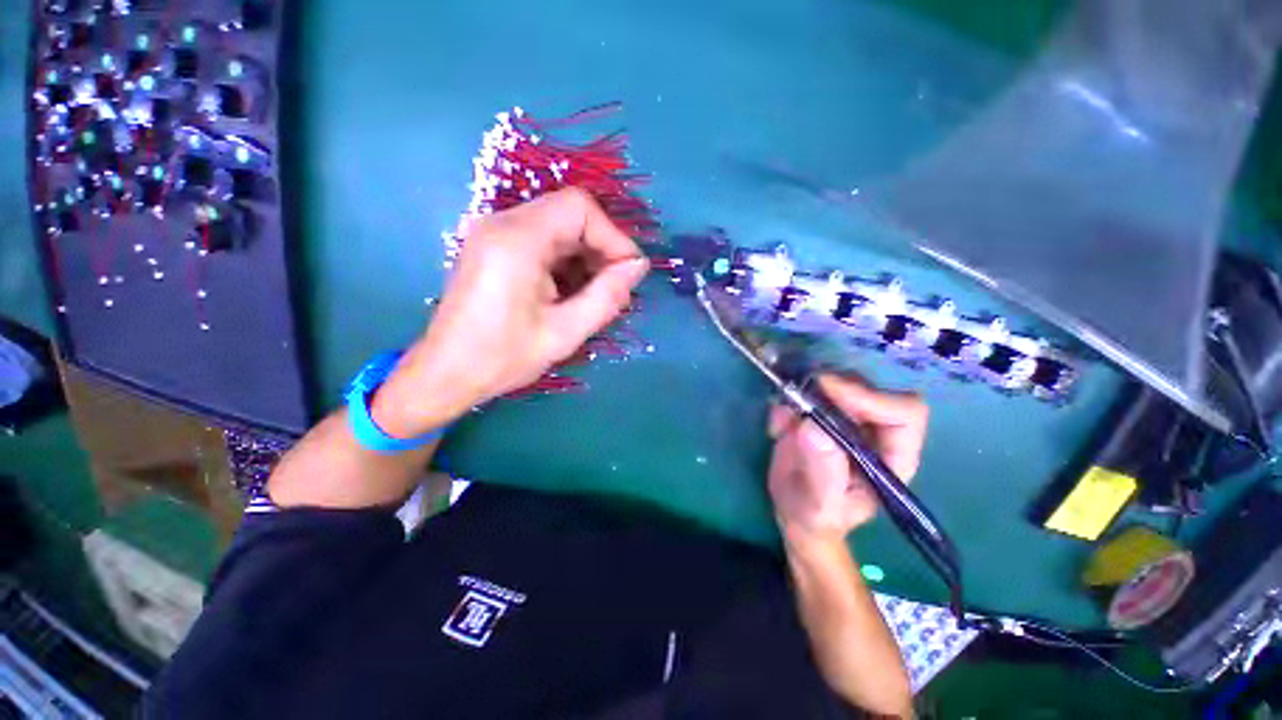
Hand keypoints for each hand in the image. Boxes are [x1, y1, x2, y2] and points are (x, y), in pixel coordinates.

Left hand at [374, 189, 647, 434]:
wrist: (446, 373)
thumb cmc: (504, 357)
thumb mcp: (565, 332)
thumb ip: (607, 296)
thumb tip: (638, 266)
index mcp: (518, 239)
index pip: (579, 208)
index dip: (613, 236)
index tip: (628, 272)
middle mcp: (502, 223)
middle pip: (569, 214)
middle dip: (600, 248)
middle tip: (616, 287)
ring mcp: (495, 233)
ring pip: (558, 227)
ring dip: (585, 256)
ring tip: (596, 294)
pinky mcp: (494, 247)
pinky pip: (542, 240)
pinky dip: (565, 261)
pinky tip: (571, 292)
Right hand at [767, 376, 927, 543]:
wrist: (795, 511)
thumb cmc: (816, 517)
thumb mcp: (819, 506)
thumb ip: (823, 472)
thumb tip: (814, 427)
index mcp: (892, 455)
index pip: (903, 412)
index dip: (870, 397)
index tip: (827, 391)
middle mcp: (874, 429)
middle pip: (866, 386)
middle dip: (829, 387)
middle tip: (795, 398)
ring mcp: (846, 415)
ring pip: (835, 380)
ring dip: (803, 392)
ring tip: (781, 426)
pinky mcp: (820, 409)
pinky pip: (805, 388)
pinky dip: (786, 400)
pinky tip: (776, 429)